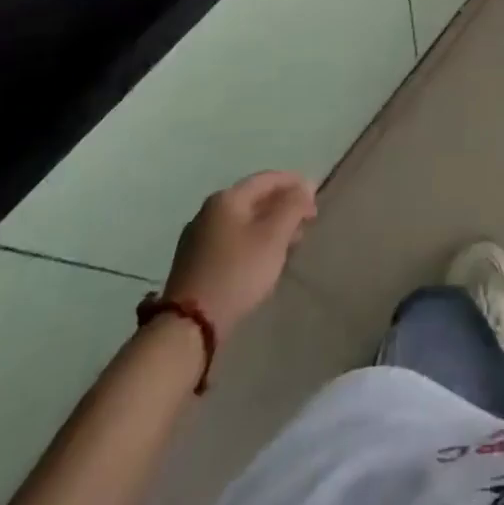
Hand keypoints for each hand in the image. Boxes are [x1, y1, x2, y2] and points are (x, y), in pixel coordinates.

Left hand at [162, 171, 316, 336]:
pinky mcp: (193, 262)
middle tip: (306, 221)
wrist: (188, 326)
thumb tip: (306, 186)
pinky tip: (262, 258)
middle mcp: (208, 211)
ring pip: (242, 221)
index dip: (295, 183)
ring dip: (269, 225)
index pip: (267, 178)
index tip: (315, 198)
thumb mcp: (273, 237)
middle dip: (283, 206)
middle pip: (254, 198)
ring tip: (290, 241)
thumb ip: (293, 206)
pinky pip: (230, 240)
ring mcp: (197, 237)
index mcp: (226, 199)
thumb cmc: (237, 273)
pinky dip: (252, 241)